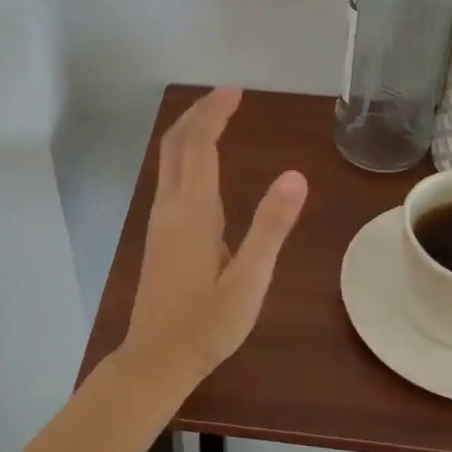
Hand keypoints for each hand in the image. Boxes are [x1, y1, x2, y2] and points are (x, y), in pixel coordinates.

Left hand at [121, 88, 308, 384]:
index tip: (235, 91)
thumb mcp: (249, 280)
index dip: (215, 113)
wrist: (156, 359)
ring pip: (168, 159)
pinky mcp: (158, 234)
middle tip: (227, 95)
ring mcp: (159, 220)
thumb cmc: (208, 324)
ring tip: (216, 117)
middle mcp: (170, 206)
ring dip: (189, 131)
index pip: (200, 145)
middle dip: (199, 113)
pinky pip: (169, 177)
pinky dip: (185, 154)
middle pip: (176, 144)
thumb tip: (295, 175)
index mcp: (193, 212)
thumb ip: (271, 227)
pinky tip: (201, 164)